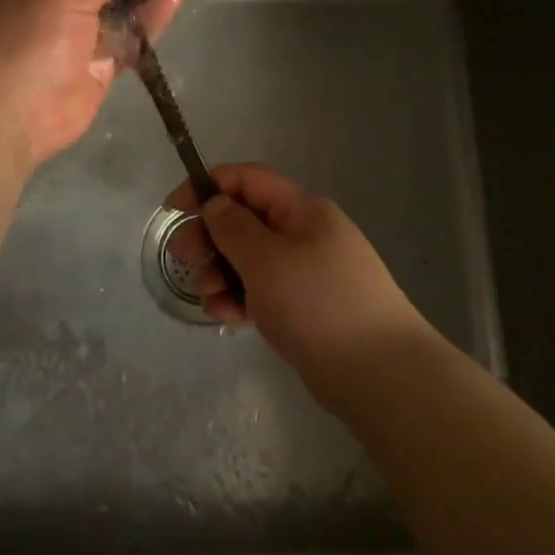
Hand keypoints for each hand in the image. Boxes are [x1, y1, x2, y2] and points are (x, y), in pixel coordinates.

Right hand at [166, 164, 431, 402]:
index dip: (207, 186)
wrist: (380, 374)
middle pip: (246, 220)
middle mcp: (306, 233)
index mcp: (302, 210)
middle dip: (210, 235)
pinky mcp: (307, 307)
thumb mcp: (265, 259)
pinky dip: (241, 298)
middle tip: (184, 257)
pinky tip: (226, 317)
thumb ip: (233, 227)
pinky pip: (264, 291)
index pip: (247, 180)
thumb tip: (215, 204)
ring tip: (210, 296)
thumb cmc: (318, 303)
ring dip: (222, 271)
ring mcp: (308, 272)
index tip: (174, 209)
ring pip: (251, 258)